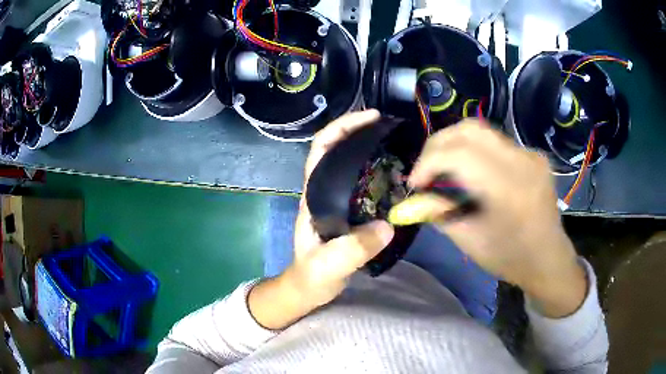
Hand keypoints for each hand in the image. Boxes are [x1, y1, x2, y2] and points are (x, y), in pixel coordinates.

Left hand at [249, 110, 394, 329]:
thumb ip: (352, 249)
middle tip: (393, 127)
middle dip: (362, 131)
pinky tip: (399, 175)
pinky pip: (366, 183)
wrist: (309, 289)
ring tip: (400, 145)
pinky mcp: (351, 211)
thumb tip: (387, 226)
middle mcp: (325, 190)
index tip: (371, 118)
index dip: (342, 127)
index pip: (322, 148)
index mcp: (314, 195)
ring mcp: (338, 200)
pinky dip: (381, 171)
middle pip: (339, 148)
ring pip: (353, 164)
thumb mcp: (328, 267)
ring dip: (373, 149)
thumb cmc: (311, 277)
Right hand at [396, 119, 586, 317]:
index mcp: (508, 190)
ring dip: (456, 145)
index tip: (416, 183)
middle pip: (469, 129)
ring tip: (445, 169)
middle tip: (427, 169)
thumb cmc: (511, 258)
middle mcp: (522, 162)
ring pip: (482, 131)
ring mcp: (531, 155)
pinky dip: (476, 151)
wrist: (549, 258)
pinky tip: (473, 172)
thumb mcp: (471, 243)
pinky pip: (497, 142)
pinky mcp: (534, 155)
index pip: (459, 154)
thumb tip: (418, 197)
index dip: (428, 162)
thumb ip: (441, 215)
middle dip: (438, 144)